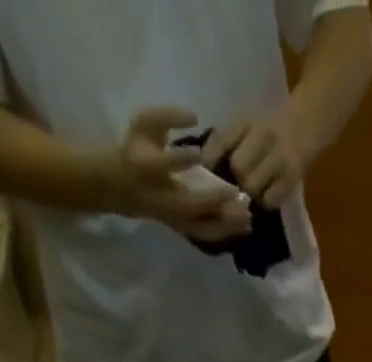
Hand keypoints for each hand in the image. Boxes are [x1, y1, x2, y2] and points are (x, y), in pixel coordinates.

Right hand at [111, 106, 252, 242]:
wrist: (123, 188)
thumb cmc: (137, 150)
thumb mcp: (144, 123)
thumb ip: (167, 116)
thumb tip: (194, 116)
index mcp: (146, 168)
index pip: (161, 166)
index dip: (178, 160)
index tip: (197, 153)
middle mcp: (162, 198)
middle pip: (189, 205)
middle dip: (213, 201)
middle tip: (237, 193)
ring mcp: (174, 218)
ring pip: (201, 227)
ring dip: (225, 224)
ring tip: (248, 217)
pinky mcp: (183, 229)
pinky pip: (206, 235)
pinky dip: (226, 233)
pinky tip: (245, 227)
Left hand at [204, 110, 315, 208]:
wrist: (307, 123)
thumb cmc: (271, 127)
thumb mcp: (246, 125)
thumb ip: (224, 142)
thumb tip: (204, 166)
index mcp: (247, 121)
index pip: (221, 140)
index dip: (210, 160)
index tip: (206, 173)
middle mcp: (264, 136)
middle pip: (238, 167)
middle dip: (234, 180)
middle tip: (235, 187)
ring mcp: (280, 158)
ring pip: (253, 186)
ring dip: (250, 194)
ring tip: (252, 193)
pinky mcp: (292, 178)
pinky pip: (270, 200)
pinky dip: (265, 202)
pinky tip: (266, 197)